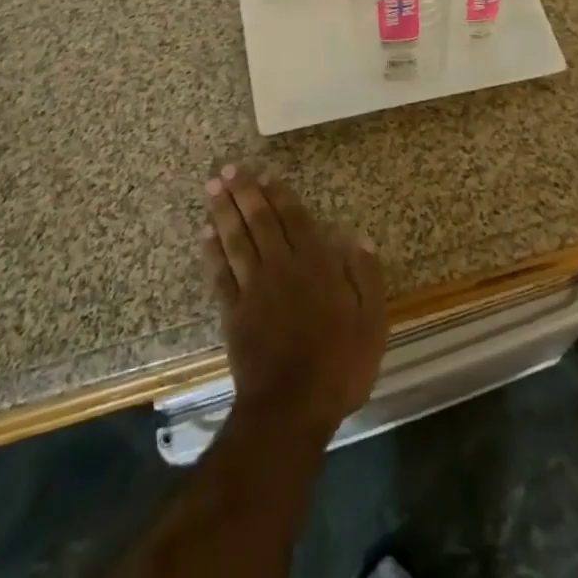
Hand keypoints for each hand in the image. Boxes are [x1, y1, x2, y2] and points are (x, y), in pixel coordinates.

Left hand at [202, 165, 386, 437]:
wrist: (291, 410)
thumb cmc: (338, 365)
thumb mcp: (371, 323)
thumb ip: (366, 277)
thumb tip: (358, 238)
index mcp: (315, 265)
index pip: (294, 219)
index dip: (279, 195)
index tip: (265, 174)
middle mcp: (281, 267)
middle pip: (260, 221)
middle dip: (244, 192)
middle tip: (228, 168)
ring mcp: (253, 289)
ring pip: (236, 240)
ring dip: (223, 211)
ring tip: (213, 187)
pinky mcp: (233, 312)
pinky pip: (219, 274)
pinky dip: (212, 252)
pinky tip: (205, 234)